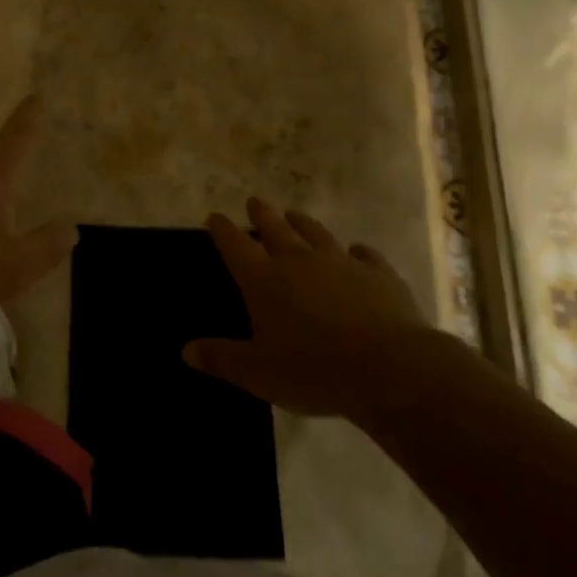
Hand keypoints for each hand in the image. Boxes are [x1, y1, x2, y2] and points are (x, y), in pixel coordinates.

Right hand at [184, 199, 434, 419]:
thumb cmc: (314, 371)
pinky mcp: (378, 273)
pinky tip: (358, 251)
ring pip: (316, 233)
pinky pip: (364, 254)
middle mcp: (298, 260)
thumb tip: (186, 350)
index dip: (222, 229)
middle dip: (261, 214)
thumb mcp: (258, 373)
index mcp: (264, 279)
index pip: (235, 245)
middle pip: (275, 228)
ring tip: (294, 215)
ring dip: (302, 222)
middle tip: (254, 202)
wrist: (390, 368)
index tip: (214, 217)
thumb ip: (222, 359)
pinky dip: (357, 251)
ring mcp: (341, 262)